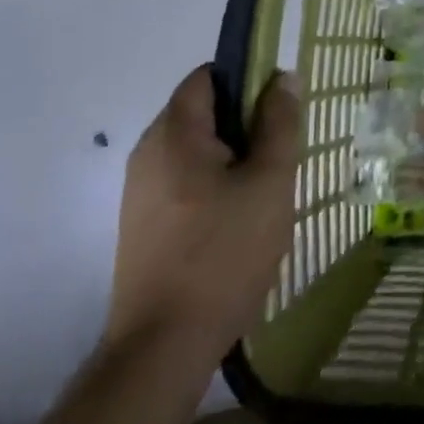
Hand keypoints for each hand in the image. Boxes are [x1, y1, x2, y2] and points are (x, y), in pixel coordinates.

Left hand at [104, 67, 301, 373]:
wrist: (164, 347)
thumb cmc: (224, 252)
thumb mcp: (269, 181)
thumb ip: (279, 123)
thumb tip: (283, 77)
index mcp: (174, 134)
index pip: (207, 76)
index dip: (246, 77)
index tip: (279, 105)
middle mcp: (148, 153)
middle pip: (201, 111)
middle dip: (245, 121)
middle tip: (280, 150)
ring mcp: (140, 191)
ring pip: (195, 149)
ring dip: (232, 156)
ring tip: (266, 188)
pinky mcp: (142, 224)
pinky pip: (183, 180)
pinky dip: (214, 183)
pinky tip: (240, 218)